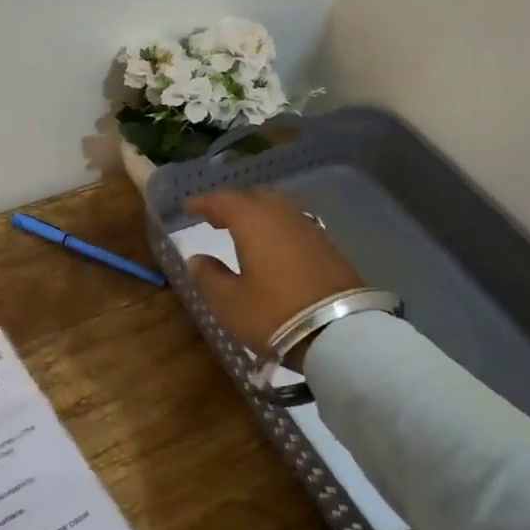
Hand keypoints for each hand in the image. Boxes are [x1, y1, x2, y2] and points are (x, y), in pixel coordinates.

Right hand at [185, 189, 363, 360]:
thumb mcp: (230, 302)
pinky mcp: (327, 247)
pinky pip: (293, 224)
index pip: (223, 200)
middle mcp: (282, 215)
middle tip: (214, 218)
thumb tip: (197, 259)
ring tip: (242, 231)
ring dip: (256, 214)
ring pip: (277, 208)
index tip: (188, 207)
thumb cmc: (274, 313)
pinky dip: (276, 228)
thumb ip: (209, 277)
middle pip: (254, 197)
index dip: (204, 202)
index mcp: (253, 221)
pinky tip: (271, 246)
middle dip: (232, 204)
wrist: (341, 332)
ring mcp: (309, 229)